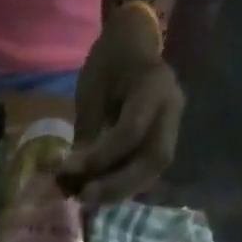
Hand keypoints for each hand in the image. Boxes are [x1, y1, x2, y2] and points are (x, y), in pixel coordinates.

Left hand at [58, 9, 183, 203]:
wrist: (133, 44)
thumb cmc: (109, 63)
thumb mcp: (92, 92)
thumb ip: (86, 135)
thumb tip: (70, 178)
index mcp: (155, 87)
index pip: (131, 132)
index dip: (100, 157)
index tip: (68, 170)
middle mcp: (171, 110)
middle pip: (153, 159)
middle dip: (117, 184)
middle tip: (84, 197)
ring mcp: (172, 127)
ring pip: (153, 171)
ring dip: (120, 190)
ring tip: (88, 198)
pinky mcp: (163, 141)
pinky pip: (147, 171)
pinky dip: (123, 185)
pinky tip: (100, 191)